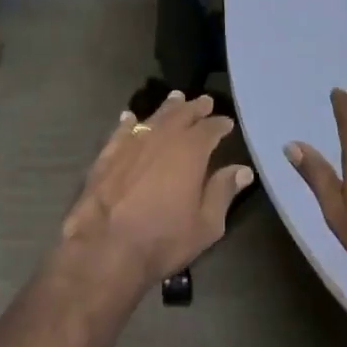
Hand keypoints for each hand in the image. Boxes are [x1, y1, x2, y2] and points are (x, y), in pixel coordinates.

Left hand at [63, 91, 253, 285]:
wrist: (104, 248)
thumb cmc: (162, 239)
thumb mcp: (205, 224)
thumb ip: (223, 192)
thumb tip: (242, 170)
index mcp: (190, 151)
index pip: (210, 129)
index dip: (219, 124)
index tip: (226, 123)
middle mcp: (161, 138)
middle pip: (181, 115)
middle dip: (194, 107)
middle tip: (204, 101)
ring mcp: (131, 144)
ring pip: (153, 118)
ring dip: (166, 108)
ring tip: (175, 99)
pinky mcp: (107, 155)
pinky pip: (122, 131)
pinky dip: (129, 122)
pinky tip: (130, 118)